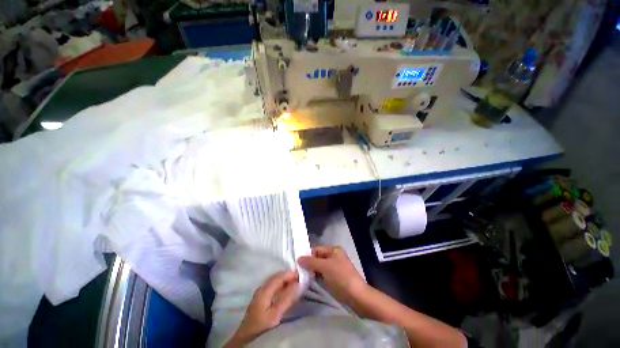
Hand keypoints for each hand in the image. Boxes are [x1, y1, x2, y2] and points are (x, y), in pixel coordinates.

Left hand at [225, 270, 299, 346]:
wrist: (246, 337)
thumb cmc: (262, 326)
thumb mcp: (276, 314)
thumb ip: (287, 298)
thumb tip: (298, 283)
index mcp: (265, 289)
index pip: (280, 276)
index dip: (291, 274)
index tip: (302, 276)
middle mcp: (262, 286)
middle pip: (278, 276)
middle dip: (289, 276)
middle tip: (301, 280)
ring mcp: (261, 291)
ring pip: (276, 280)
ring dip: (286, 280)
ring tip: (296, 284)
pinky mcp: (261, 296)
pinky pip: (274, 285)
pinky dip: (282, 285)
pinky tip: (287, 290)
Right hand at [298, 246, 367, 305]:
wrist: (356, 296)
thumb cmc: (340, 277)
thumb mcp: (325, 267)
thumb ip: (311, 262)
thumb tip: (299, 258)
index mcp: (334, 250)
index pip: (317, 250)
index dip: (308, 255)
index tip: (297, 263)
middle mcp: (334, 257)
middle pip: (318, 258)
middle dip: (309, 264)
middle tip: (298, 271)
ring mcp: (334, 268)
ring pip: (319, 267)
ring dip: (312, 271)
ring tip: (301, 277)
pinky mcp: (334, 278)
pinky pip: (322, 275)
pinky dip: (316, 277)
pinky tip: (309, 281)